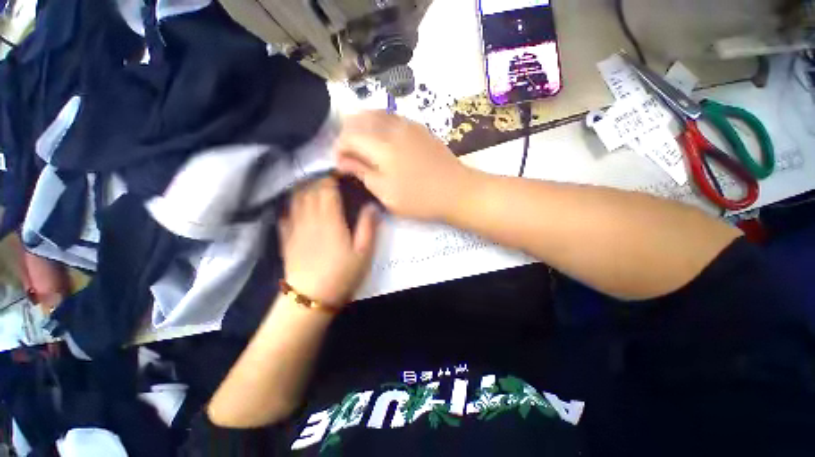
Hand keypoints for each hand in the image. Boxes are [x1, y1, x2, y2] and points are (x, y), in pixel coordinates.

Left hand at [278, 177, 378, 306]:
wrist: (311, 297)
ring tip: (312, 185)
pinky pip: (285, 215)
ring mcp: (295, 228)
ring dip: (303, 188)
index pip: (326, 189)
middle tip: (328, 177)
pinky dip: (291, 205)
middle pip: (309, 190)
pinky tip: (295, 205)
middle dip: (318, 179)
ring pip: (296, 199)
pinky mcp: (287, 239)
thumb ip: (368, 227)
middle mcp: (310, 218)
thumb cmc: (342, 274)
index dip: (331, 177)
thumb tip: (371, 206)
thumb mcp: (363, 253)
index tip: (338, 171)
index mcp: (330, 220)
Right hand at [334, 111, 475, 220]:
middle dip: (348, 133)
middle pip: (360, 118)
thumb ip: (363, 173)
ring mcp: (408, 125)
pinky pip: (392, 116)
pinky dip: (379, 122)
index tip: (340, 163)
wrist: (457, 191)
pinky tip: (381, 136)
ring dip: (362, 124)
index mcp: (382, 147)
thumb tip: (342, 160)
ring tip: (361, 143)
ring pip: (376, 113)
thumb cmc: (420, 198)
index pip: (349, 136)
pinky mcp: (419, 128)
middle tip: (348, 152)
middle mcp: (393, 128)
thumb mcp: (387, 194)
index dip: (339, 148)